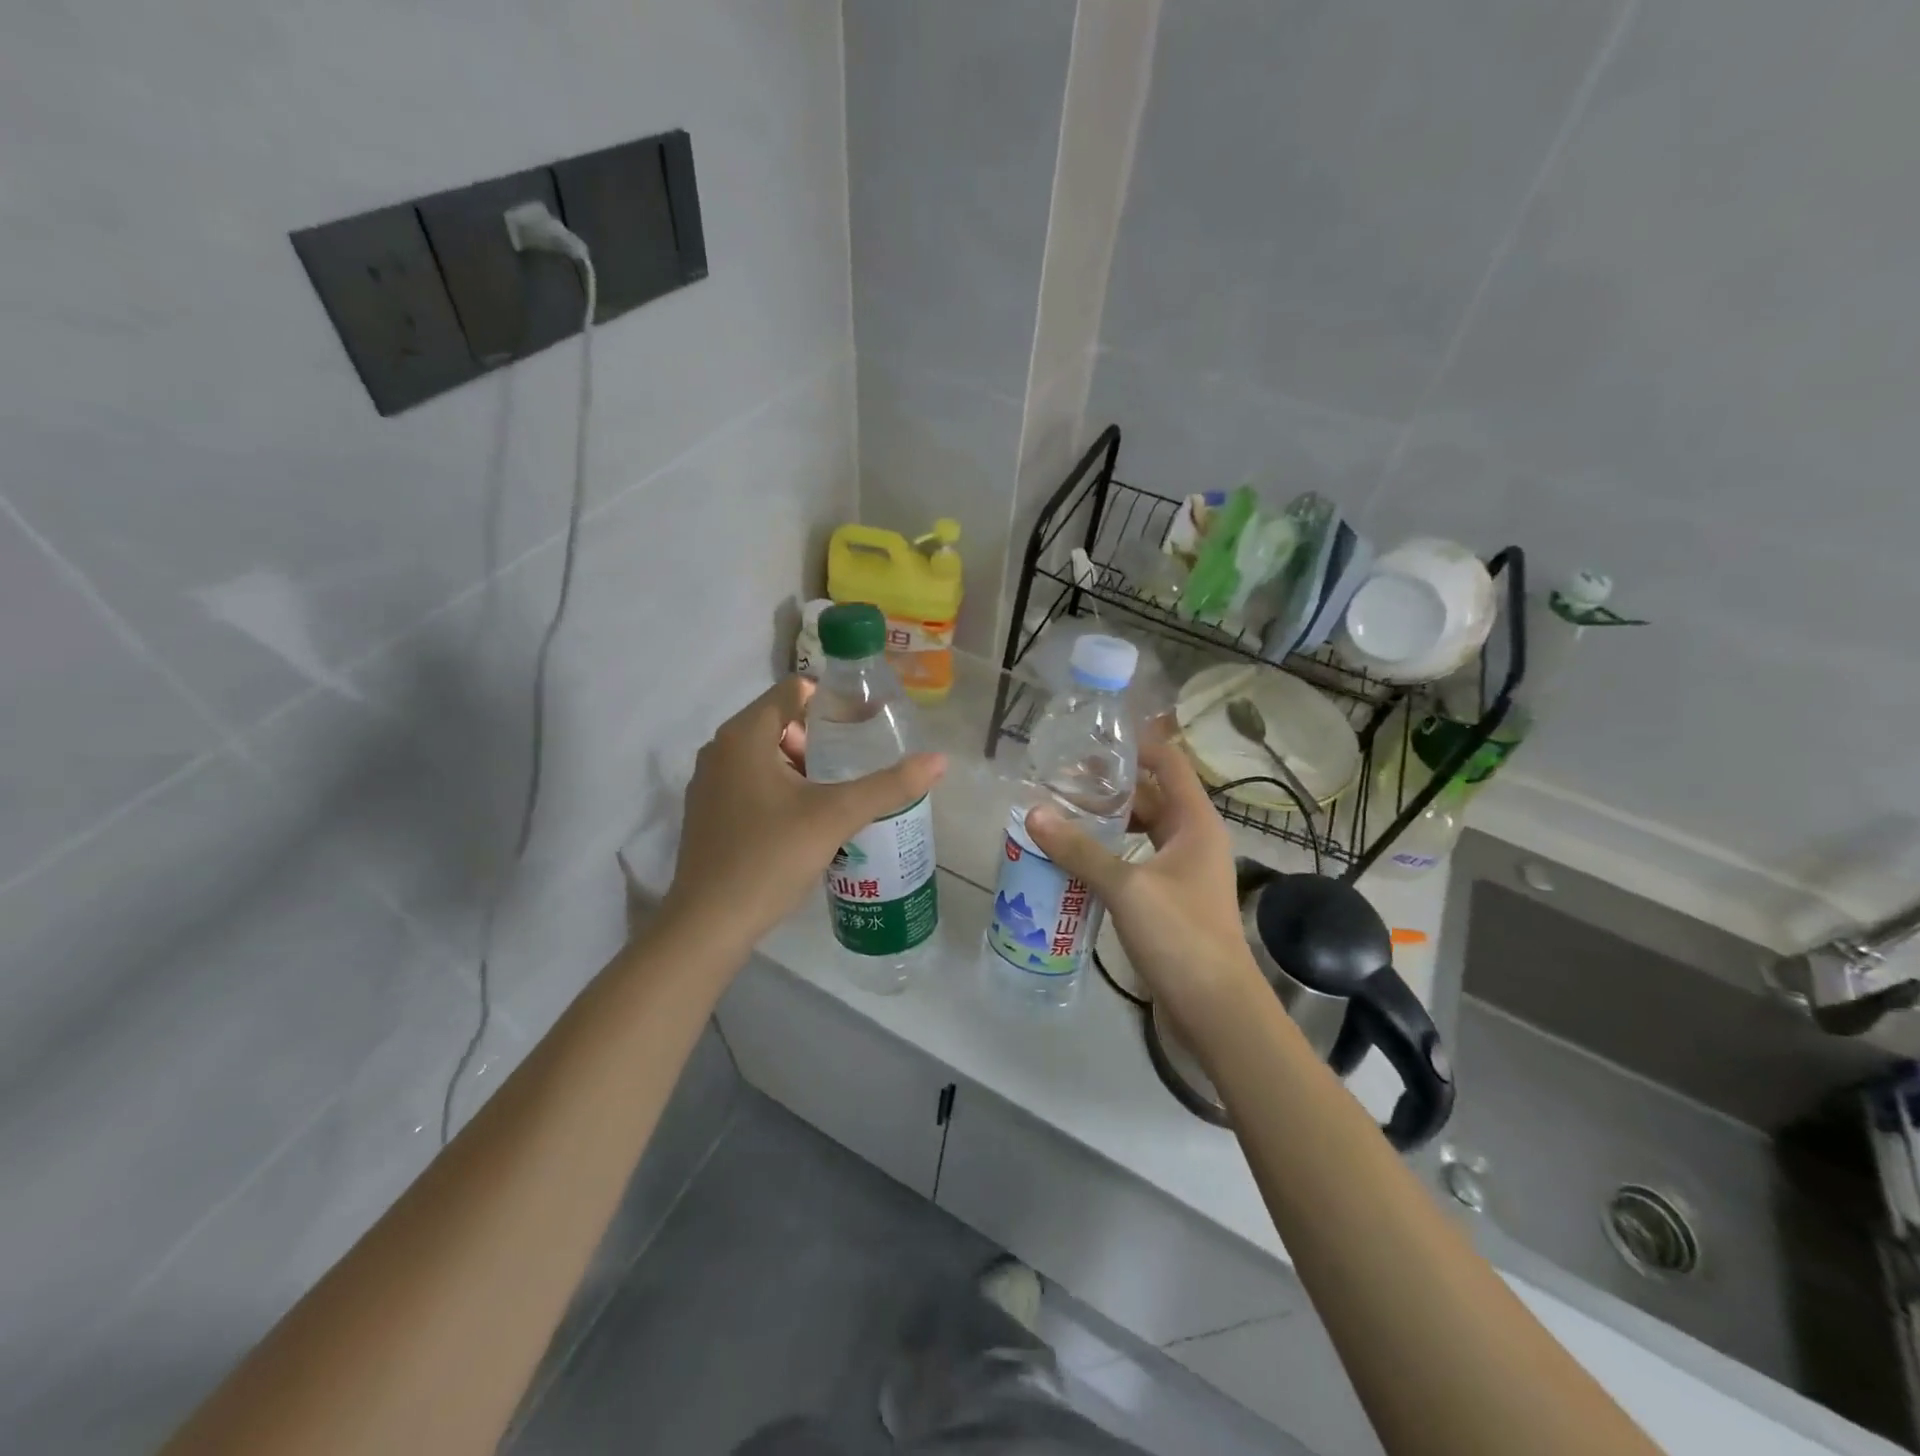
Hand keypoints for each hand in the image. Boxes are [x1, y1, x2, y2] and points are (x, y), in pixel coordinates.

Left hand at [664, 677, 945, 952]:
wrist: (708, 926)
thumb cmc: (770, 858)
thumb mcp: (836, 817)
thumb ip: (889, 785)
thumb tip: (940, 760)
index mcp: (744, 736)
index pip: (794, 690)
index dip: (833, 701)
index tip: (866, 725)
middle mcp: (719, 749)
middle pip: (781, 722)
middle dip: (821, 740)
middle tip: (856, 766)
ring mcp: (709, 783)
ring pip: (767, 756)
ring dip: (804, 768)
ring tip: (839, 796)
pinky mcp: (708, 813)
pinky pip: (752, 782)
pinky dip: (782, 789)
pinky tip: (806, 822)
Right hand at [1026, 739, 1265, 1043]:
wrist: (1216, 1010)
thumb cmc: (1181, 936)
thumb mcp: (1127, 887)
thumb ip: (1080, 849)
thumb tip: (1034, 813)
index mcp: (1195, 823)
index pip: (1169, 763)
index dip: (1136, 745)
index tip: (1093, 737)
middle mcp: (1192, 839)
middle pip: (1150, 796)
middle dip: (1109, 786)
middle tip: (1060, 778)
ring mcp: (1182, 872)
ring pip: (1141, 832)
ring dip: (1106, 822)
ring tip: (1060, 813)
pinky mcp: (1170, 900)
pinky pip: (1136, 862)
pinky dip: (1109, 854)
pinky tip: (1075, 858)